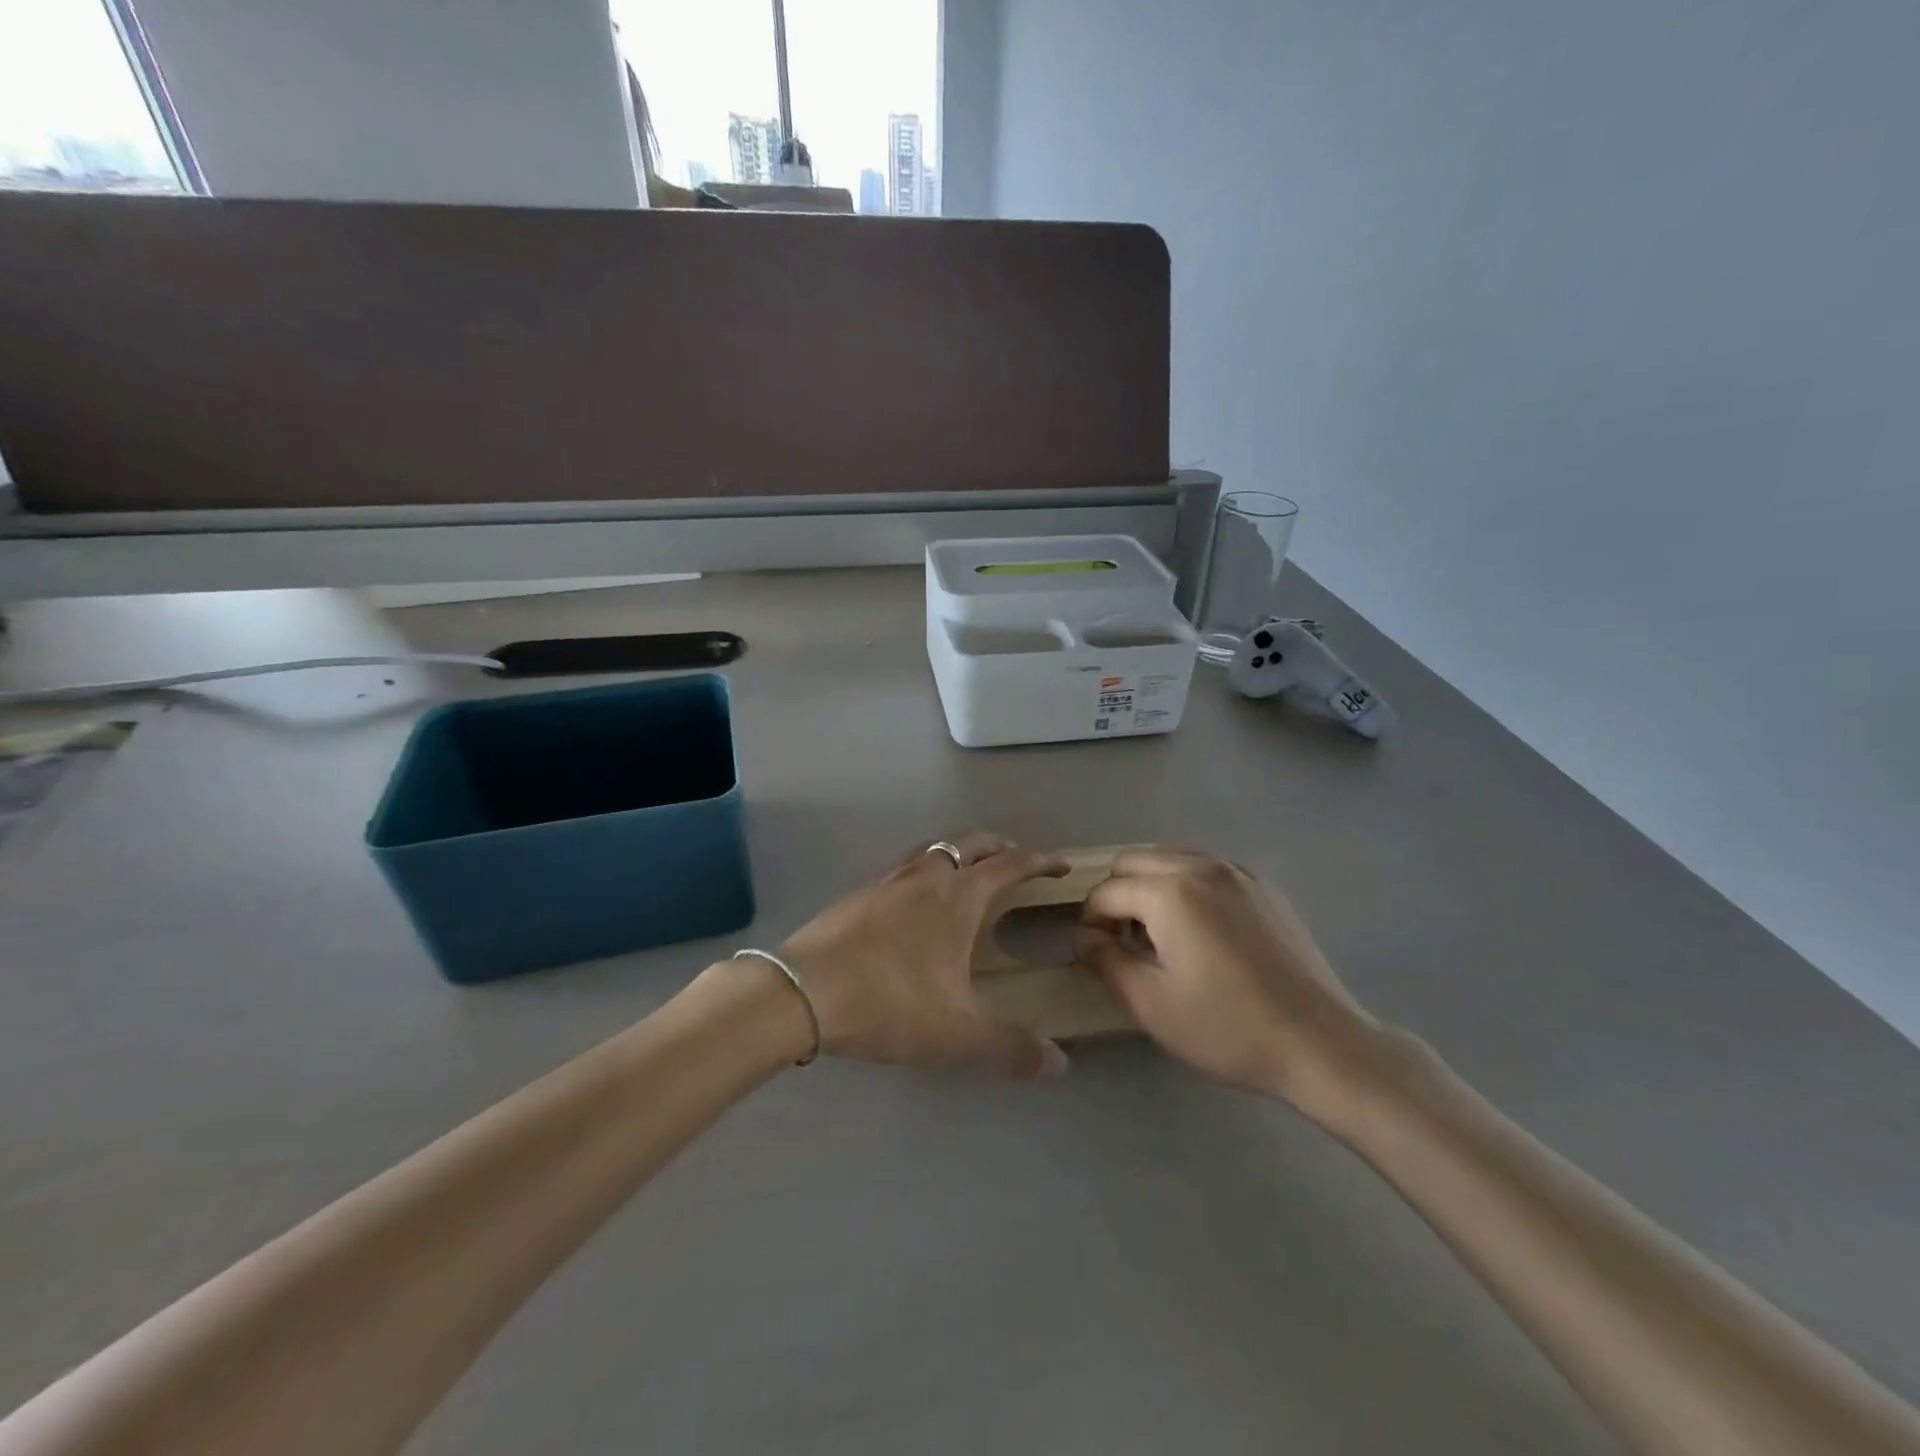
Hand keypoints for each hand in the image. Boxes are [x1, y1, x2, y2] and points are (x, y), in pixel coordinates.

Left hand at [777, 832, 1071, 1078]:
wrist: (801, 991)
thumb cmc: (888, 1003)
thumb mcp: (956, 1034)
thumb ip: (1010, 1048)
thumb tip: (1060, 1063)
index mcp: (959, 897)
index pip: (1010, 866)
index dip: (1040, 861)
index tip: (1060, 865)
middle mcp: (927, 875)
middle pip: (973, 843)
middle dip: (1001, 847)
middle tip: (1017, 862)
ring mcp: (888, 878)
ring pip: (935, 847)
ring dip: (961, 852)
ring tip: (969, 875)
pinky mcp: (859, 891)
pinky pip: (905, 865)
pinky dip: (925, 868)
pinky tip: (916, 900)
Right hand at [1075, 848, 1380, 1109]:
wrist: (1321, 1043)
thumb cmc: (1228, 1028)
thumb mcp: (1151, 1004)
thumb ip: (1106, 961)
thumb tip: (1087, 938)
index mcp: (1169, 892)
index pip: (1106, 892)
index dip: (1089, 922)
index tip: (1093, 955)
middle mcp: (1200, 867)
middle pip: (1134, 861)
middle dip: (1116, 895)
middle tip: (1122, 941)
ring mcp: (1237, 872)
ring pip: (1171, 858)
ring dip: (1150, 886)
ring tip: (1159, 935)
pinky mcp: (1263, 887)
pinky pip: (1207, 869)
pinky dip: (1186, 886)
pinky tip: (1200, 932)